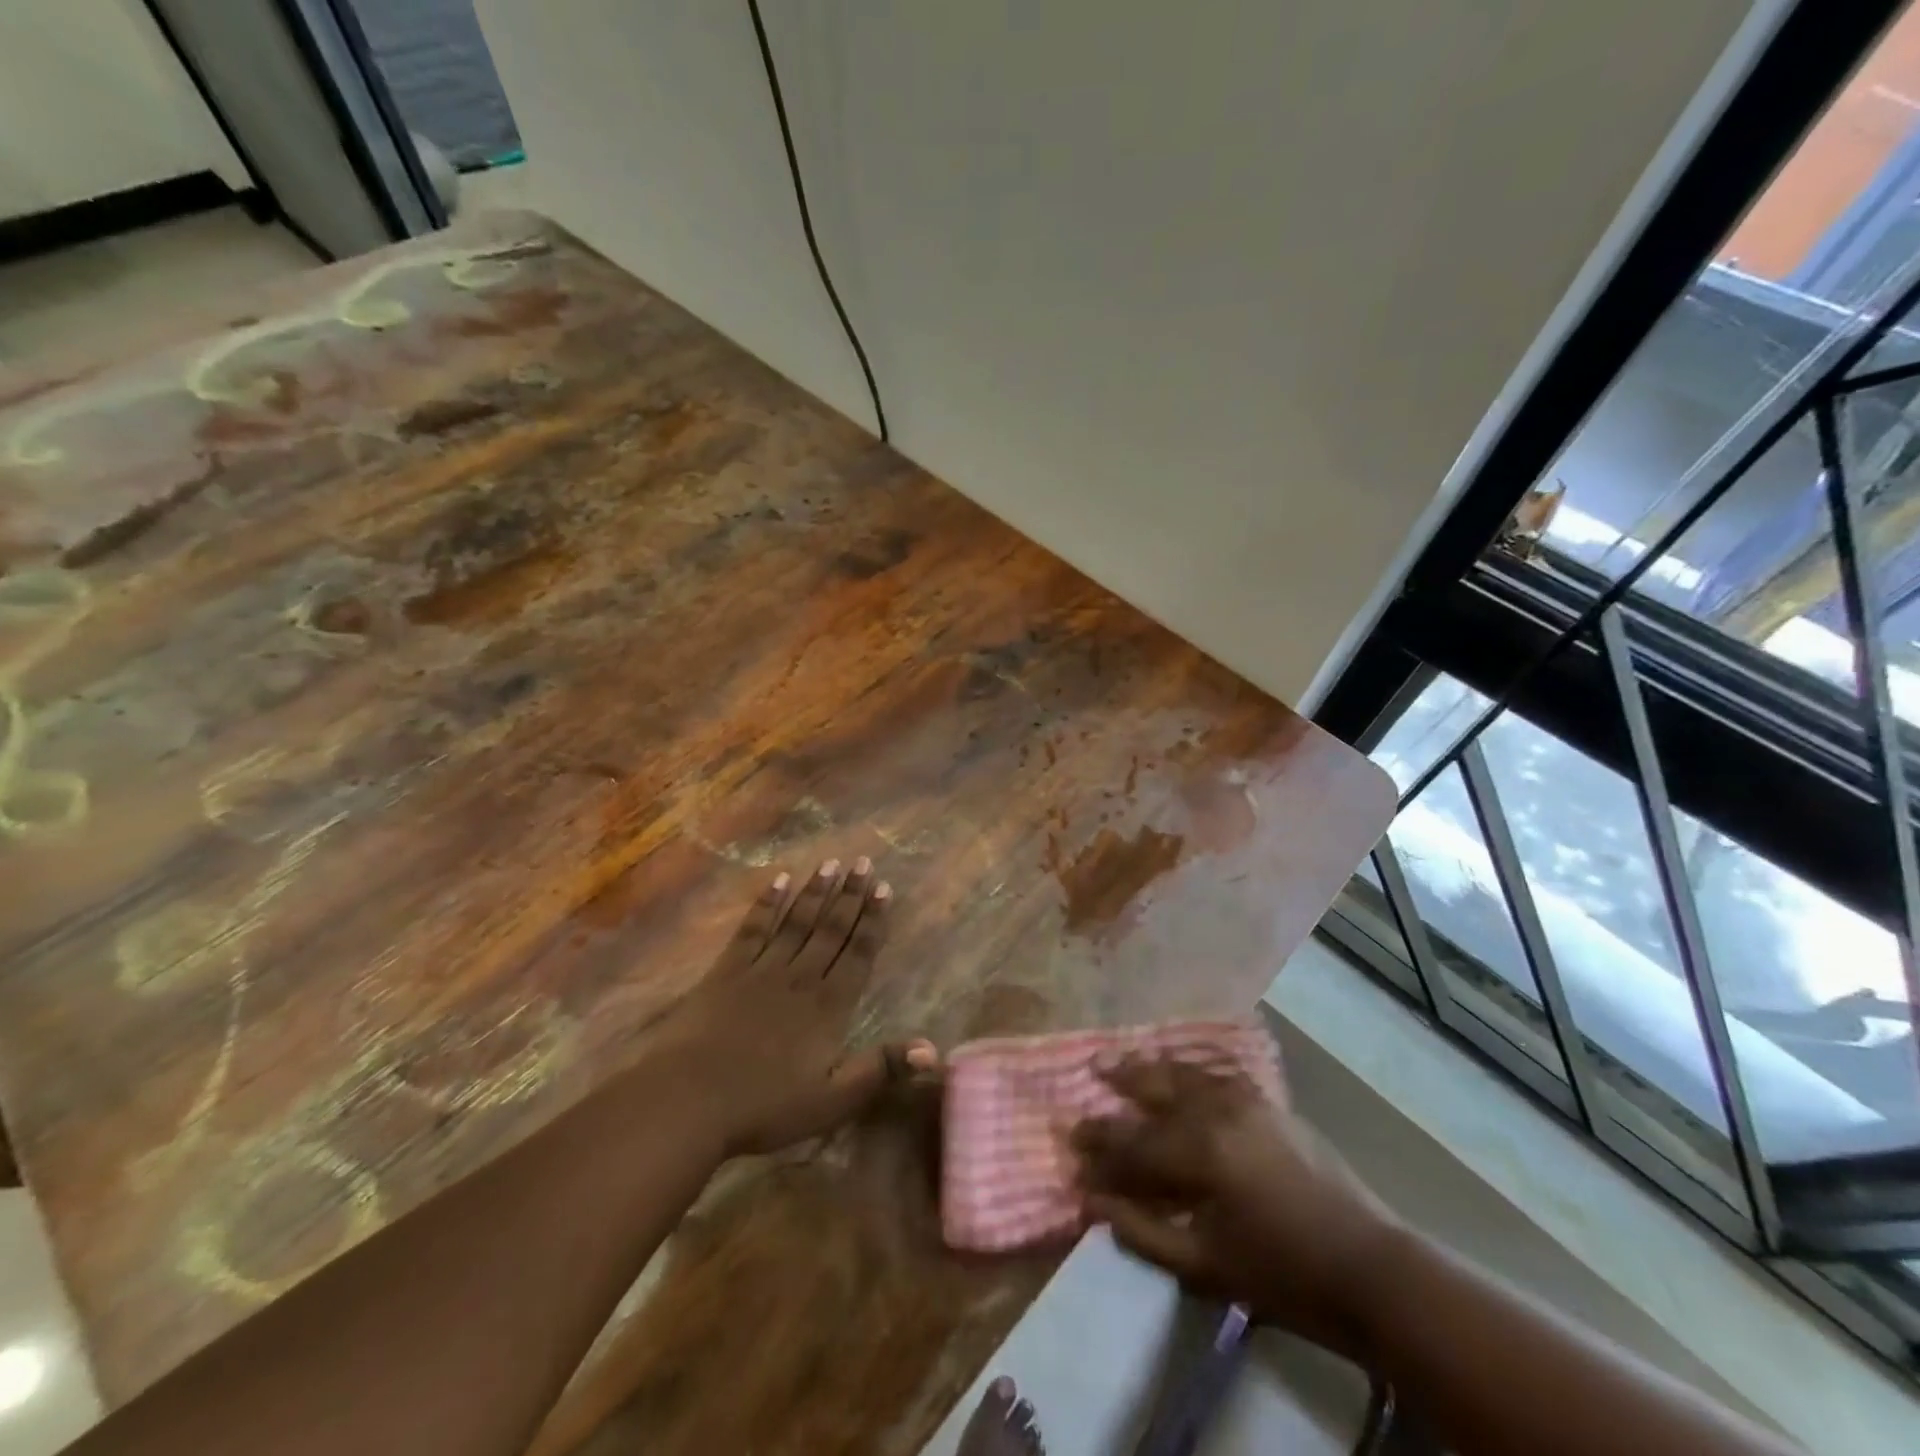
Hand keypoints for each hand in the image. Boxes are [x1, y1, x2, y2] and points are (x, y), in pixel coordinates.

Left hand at [671, 857, 935, 1157]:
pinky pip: (753, 929)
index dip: (873, 921)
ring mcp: (761, 970)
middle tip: (864, 862)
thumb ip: (880, 1070)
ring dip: (815, 892)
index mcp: (828, 1006)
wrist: (689, 1098)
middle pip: (830, 929)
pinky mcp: (727, 970)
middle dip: (850, 895)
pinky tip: (778, 881)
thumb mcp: (832, 1100)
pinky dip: (767, 904)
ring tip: (832, 863)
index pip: (858, 954)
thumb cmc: (764, 1106)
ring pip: (796, 922)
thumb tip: (933, 1049)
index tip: (884, 888)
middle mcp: (800, 977)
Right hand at [1072, 1055, 1401, 1357]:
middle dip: (1118, 1081)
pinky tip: (1177, 1069)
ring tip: (1121, 1058)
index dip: (1100, 1148)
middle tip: (1088, 1071)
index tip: (1072, 1146)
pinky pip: (1216, 1073)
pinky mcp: (1269, 1102)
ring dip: (1150, 1066)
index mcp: (1199, 1152)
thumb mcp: (1205, 1266)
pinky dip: (1188, 1069)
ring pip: (1184, 1072)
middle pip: (1155, 1089)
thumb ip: (1143, 1231)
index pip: (1133, 1143)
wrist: (1370, 1269)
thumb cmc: (1284, 1276)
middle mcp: (1217, 1111)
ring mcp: (1246, 1099)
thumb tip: (1094, 1202)